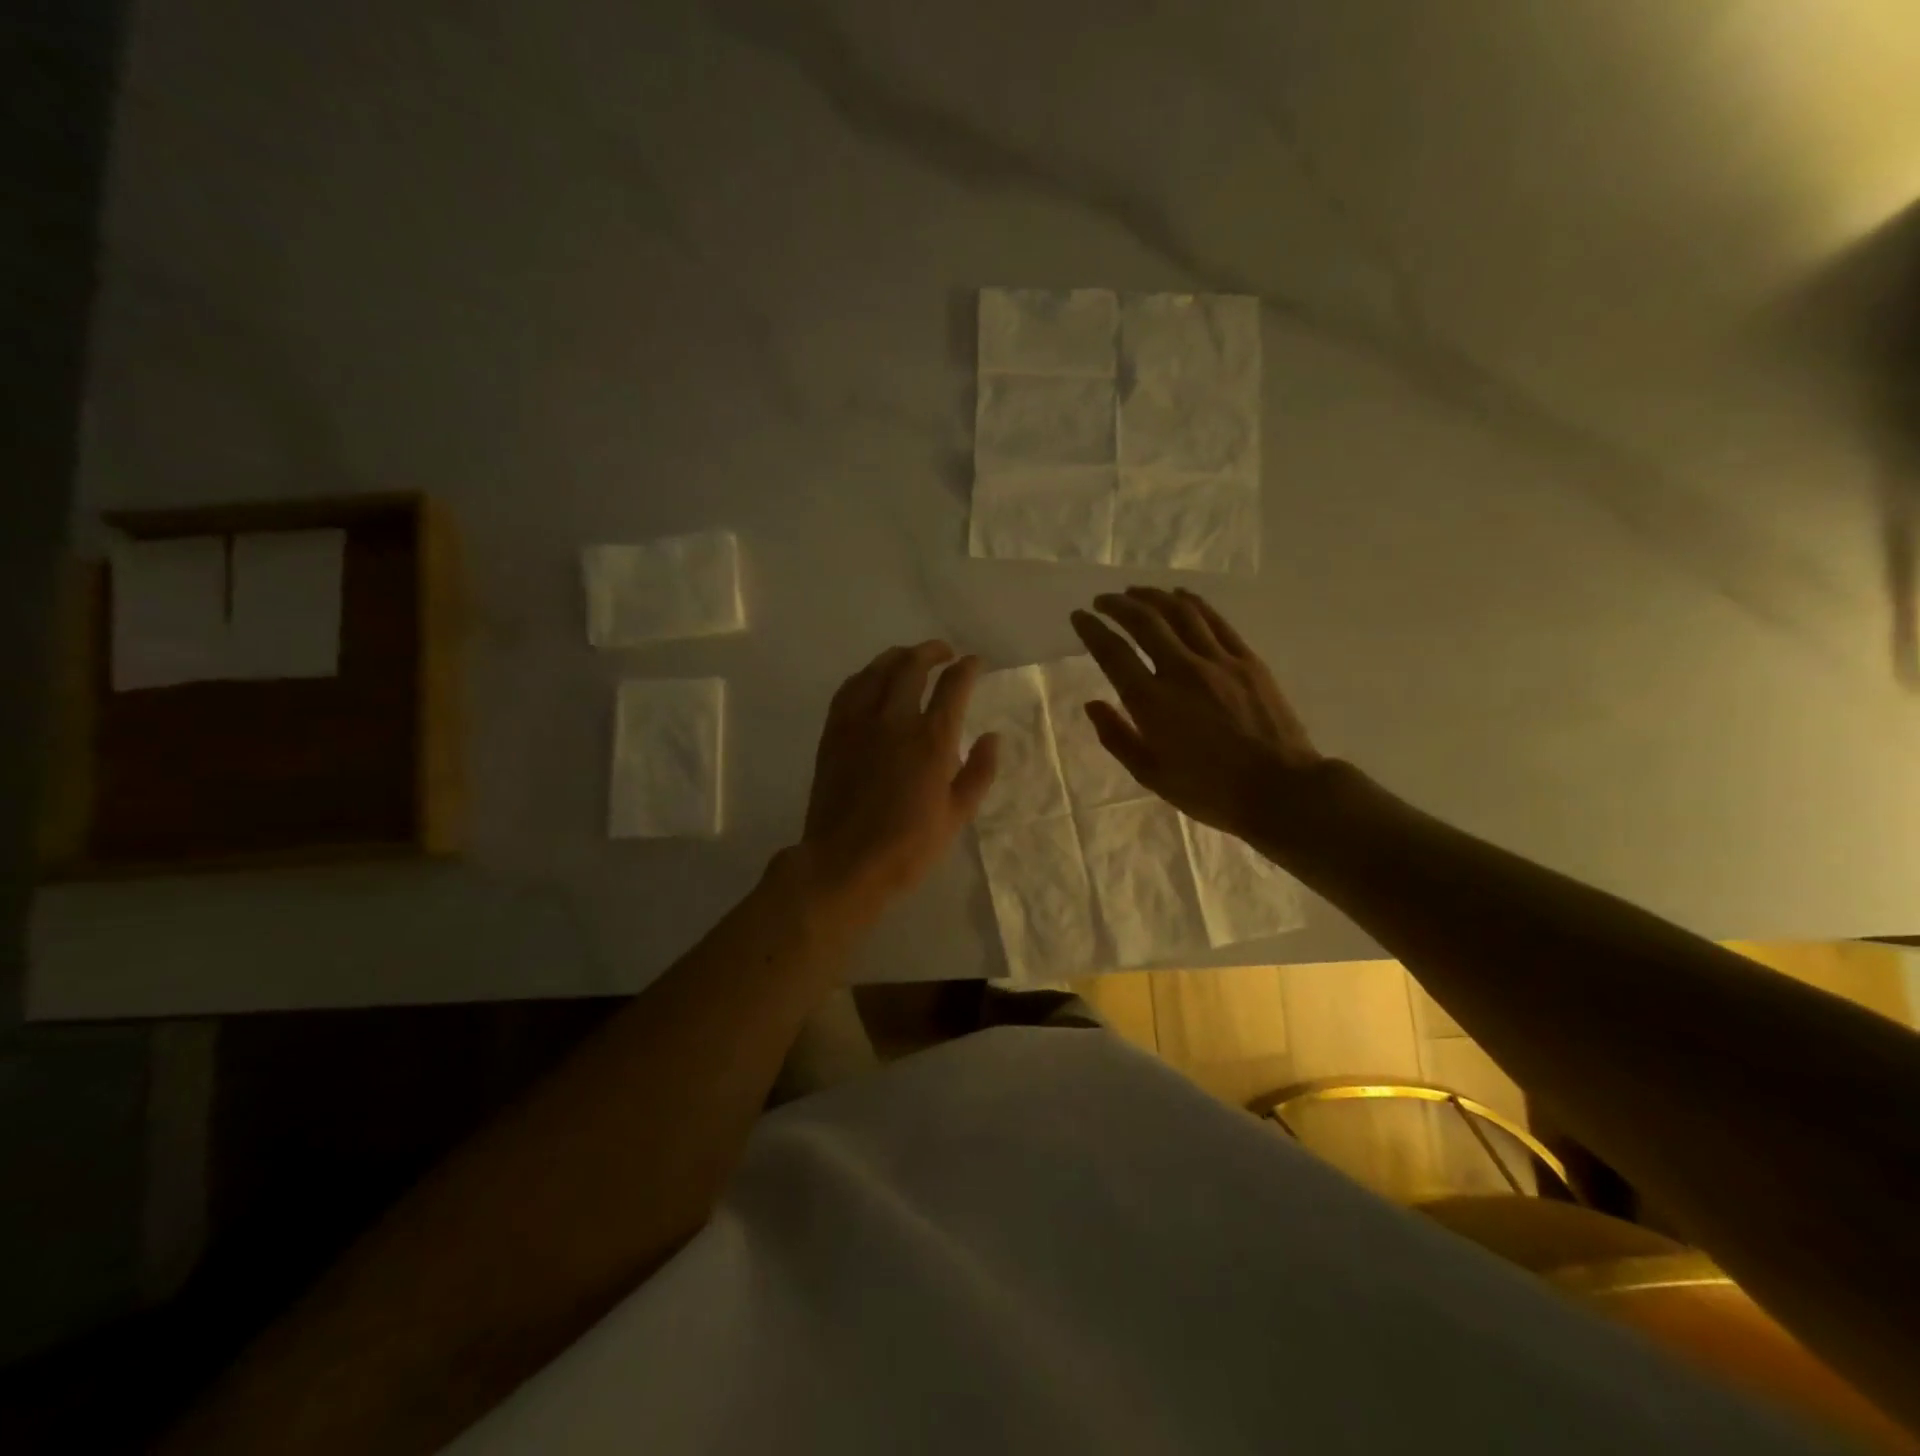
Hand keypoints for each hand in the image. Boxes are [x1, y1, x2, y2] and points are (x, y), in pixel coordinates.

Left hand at [800, 641, 998, 922]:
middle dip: (932, 651)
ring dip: (897, 657)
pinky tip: (872, 679)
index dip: (968, 668)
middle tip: (944, 652)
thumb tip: (992, 736)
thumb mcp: (958, 815)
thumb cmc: (908, 846)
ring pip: (877, 671)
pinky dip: (865, 676)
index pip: (953, 686)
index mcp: (931, 740)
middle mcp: (894, 720)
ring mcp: (859, 724)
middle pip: (912, 666)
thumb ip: (980, 771)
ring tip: (910, 658)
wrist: (845, 862)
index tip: (975, 663)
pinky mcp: (834, 733)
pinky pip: (849, 689)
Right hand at [1070, 587, 1323, 844]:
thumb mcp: (1151, 775)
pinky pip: (1215, 621)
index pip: (1113, 653)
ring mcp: (1218, 661)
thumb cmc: (1210, 791)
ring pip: (1180, 613)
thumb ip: (1117, 737)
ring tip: (1135, 591)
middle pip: (1144, 622)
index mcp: (1152, 702)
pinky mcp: (1247, 660)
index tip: (1079, 617)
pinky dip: (1192, 603)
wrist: (1280, 790)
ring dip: (1152, 597)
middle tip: (1103, 599)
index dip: (1092, 630)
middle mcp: (1181, 671)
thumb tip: (1092, 704)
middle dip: (1118, 605)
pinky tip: (1180, 595)